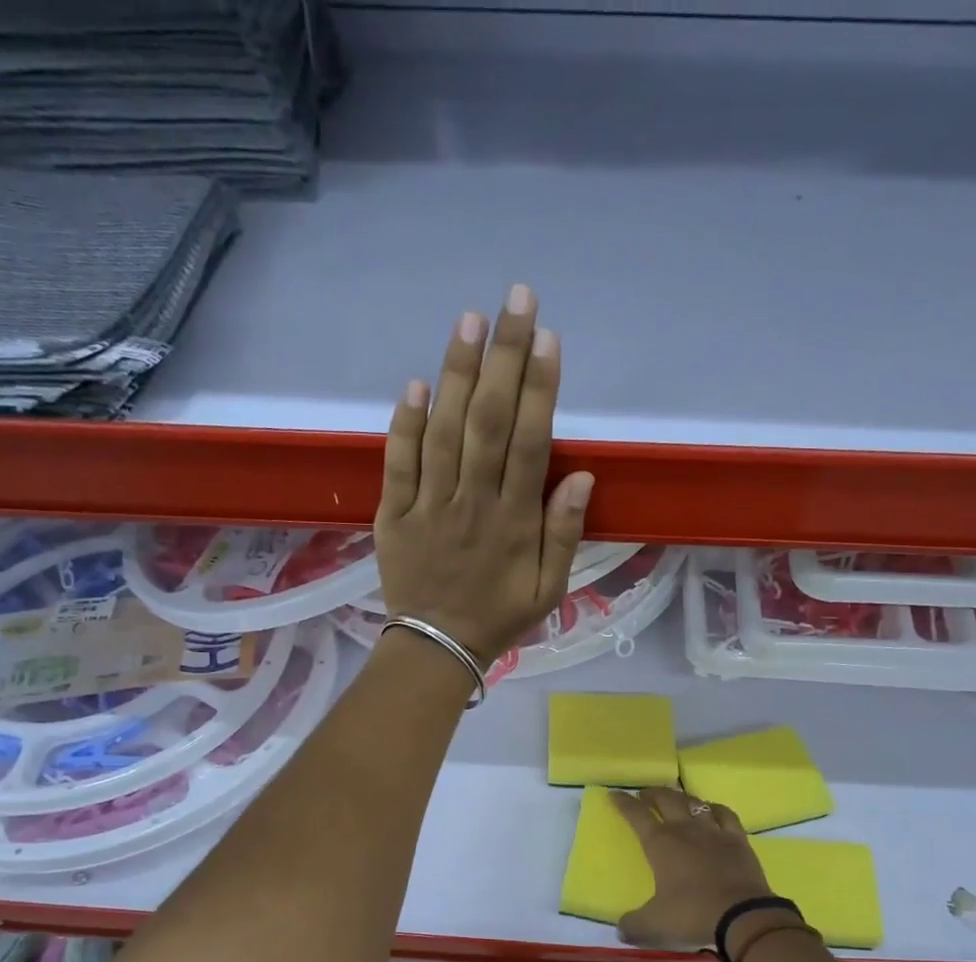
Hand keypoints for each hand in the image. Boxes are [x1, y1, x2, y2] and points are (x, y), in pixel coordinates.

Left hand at [375, 285, 594, 666]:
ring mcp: (429, 506)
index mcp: (514, 521)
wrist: (435, 647)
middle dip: (505, 357)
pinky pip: (398, 463)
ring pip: (444, 431)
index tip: (548, 337)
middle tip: (516, 299)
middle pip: (490, 421)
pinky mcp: (394, 513)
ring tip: (470, 321)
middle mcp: (473, 503)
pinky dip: (405, 424)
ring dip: (457, 374)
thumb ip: (564, 534)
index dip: (541, 388)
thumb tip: (581, 476)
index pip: (531, 443)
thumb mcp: (549, 589)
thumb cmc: (498, 617)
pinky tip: (416, 384)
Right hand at [610, 788, 776, 948]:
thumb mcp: (654, 925)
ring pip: (695, 803)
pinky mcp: (738, 840)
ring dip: (682, 797)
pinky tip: (712, 810)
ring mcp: (714, 832)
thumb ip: (633, 925)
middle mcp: (685, 829)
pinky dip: (715, 808)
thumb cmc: (692, 914)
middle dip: (652, 794)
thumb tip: (621, 929)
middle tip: (644, 794)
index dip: (624, 803)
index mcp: (660, 843)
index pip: (636, 815)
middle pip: (666, 800)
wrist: (742, 917)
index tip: (614, 794)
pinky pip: (726, 814)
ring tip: (676, 799)